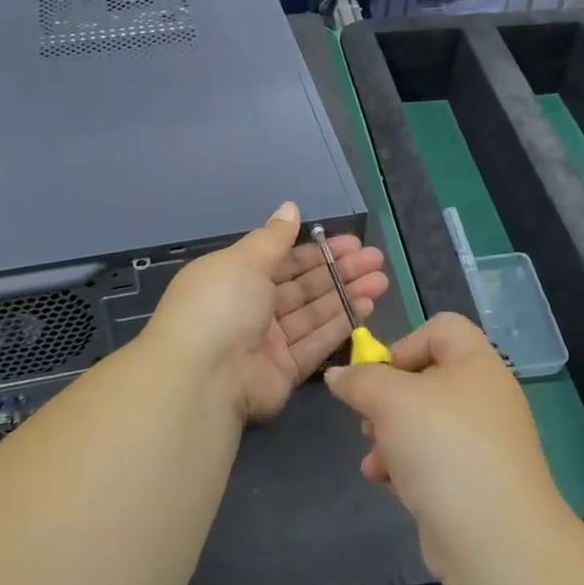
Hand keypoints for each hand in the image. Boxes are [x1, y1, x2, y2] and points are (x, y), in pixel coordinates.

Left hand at [145, 201, 388, 424]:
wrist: (203, 377)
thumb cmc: (220, 305)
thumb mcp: (244, 261)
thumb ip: (273, 237)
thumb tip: (290, 207)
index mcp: (235, 277)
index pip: (283, 259)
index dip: (317, 250)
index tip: (351, 242)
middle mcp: (251, 308)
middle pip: (303, 285)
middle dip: (339, 271)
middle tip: (376, 259)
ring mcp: (268, 342)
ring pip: (314, 313)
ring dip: (347, 295)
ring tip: (381, 280)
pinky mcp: (284, 371)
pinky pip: (316, 343)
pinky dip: (341, 325)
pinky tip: (367, 307)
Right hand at [325, 313, 562, 577]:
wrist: (495, 540)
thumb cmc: (443, 448)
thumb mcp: (390, 400)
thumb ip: (359, 380)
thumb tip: (338, 374)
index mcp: (477, 364)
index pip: (441, 328)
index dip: (403, 344)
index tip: (377, 376)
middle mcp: (485, 397)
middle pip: (426, 377)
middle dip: (387, 399)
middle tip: (369, 420)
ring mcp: (482, 443)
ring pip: (423, 422)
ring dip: (389, 436)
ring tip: (374, 458)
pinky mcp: (474, 482)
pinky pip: (432, 459)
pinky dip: (405, 465)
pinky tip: (384, 482)